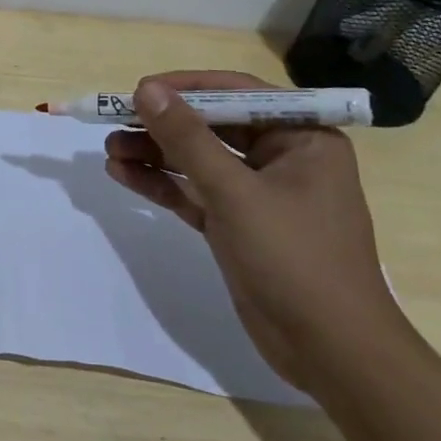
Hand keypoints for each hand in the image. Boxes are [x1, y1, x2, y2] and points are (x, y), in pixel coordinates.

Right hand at [104, 71, 406, 391]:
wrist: (331, 353)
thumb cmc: (295, 259)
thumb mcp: (235, 193)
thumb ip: (187, 139)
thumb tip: (146, 89)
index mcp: (302, 138)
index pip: (237, 94)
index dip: (185, 87)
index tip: (139, 90)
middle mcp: (282, 157)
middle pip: (211, 126)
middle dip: (162, 125)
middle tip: (113, 122)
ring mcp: (258, 193)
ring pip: (197, 159)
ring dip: (153, 153)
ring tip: (109, 150)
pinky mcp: (237, 224)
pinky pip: (193, 191)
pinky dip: (161, 182)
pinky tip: (123, 174)